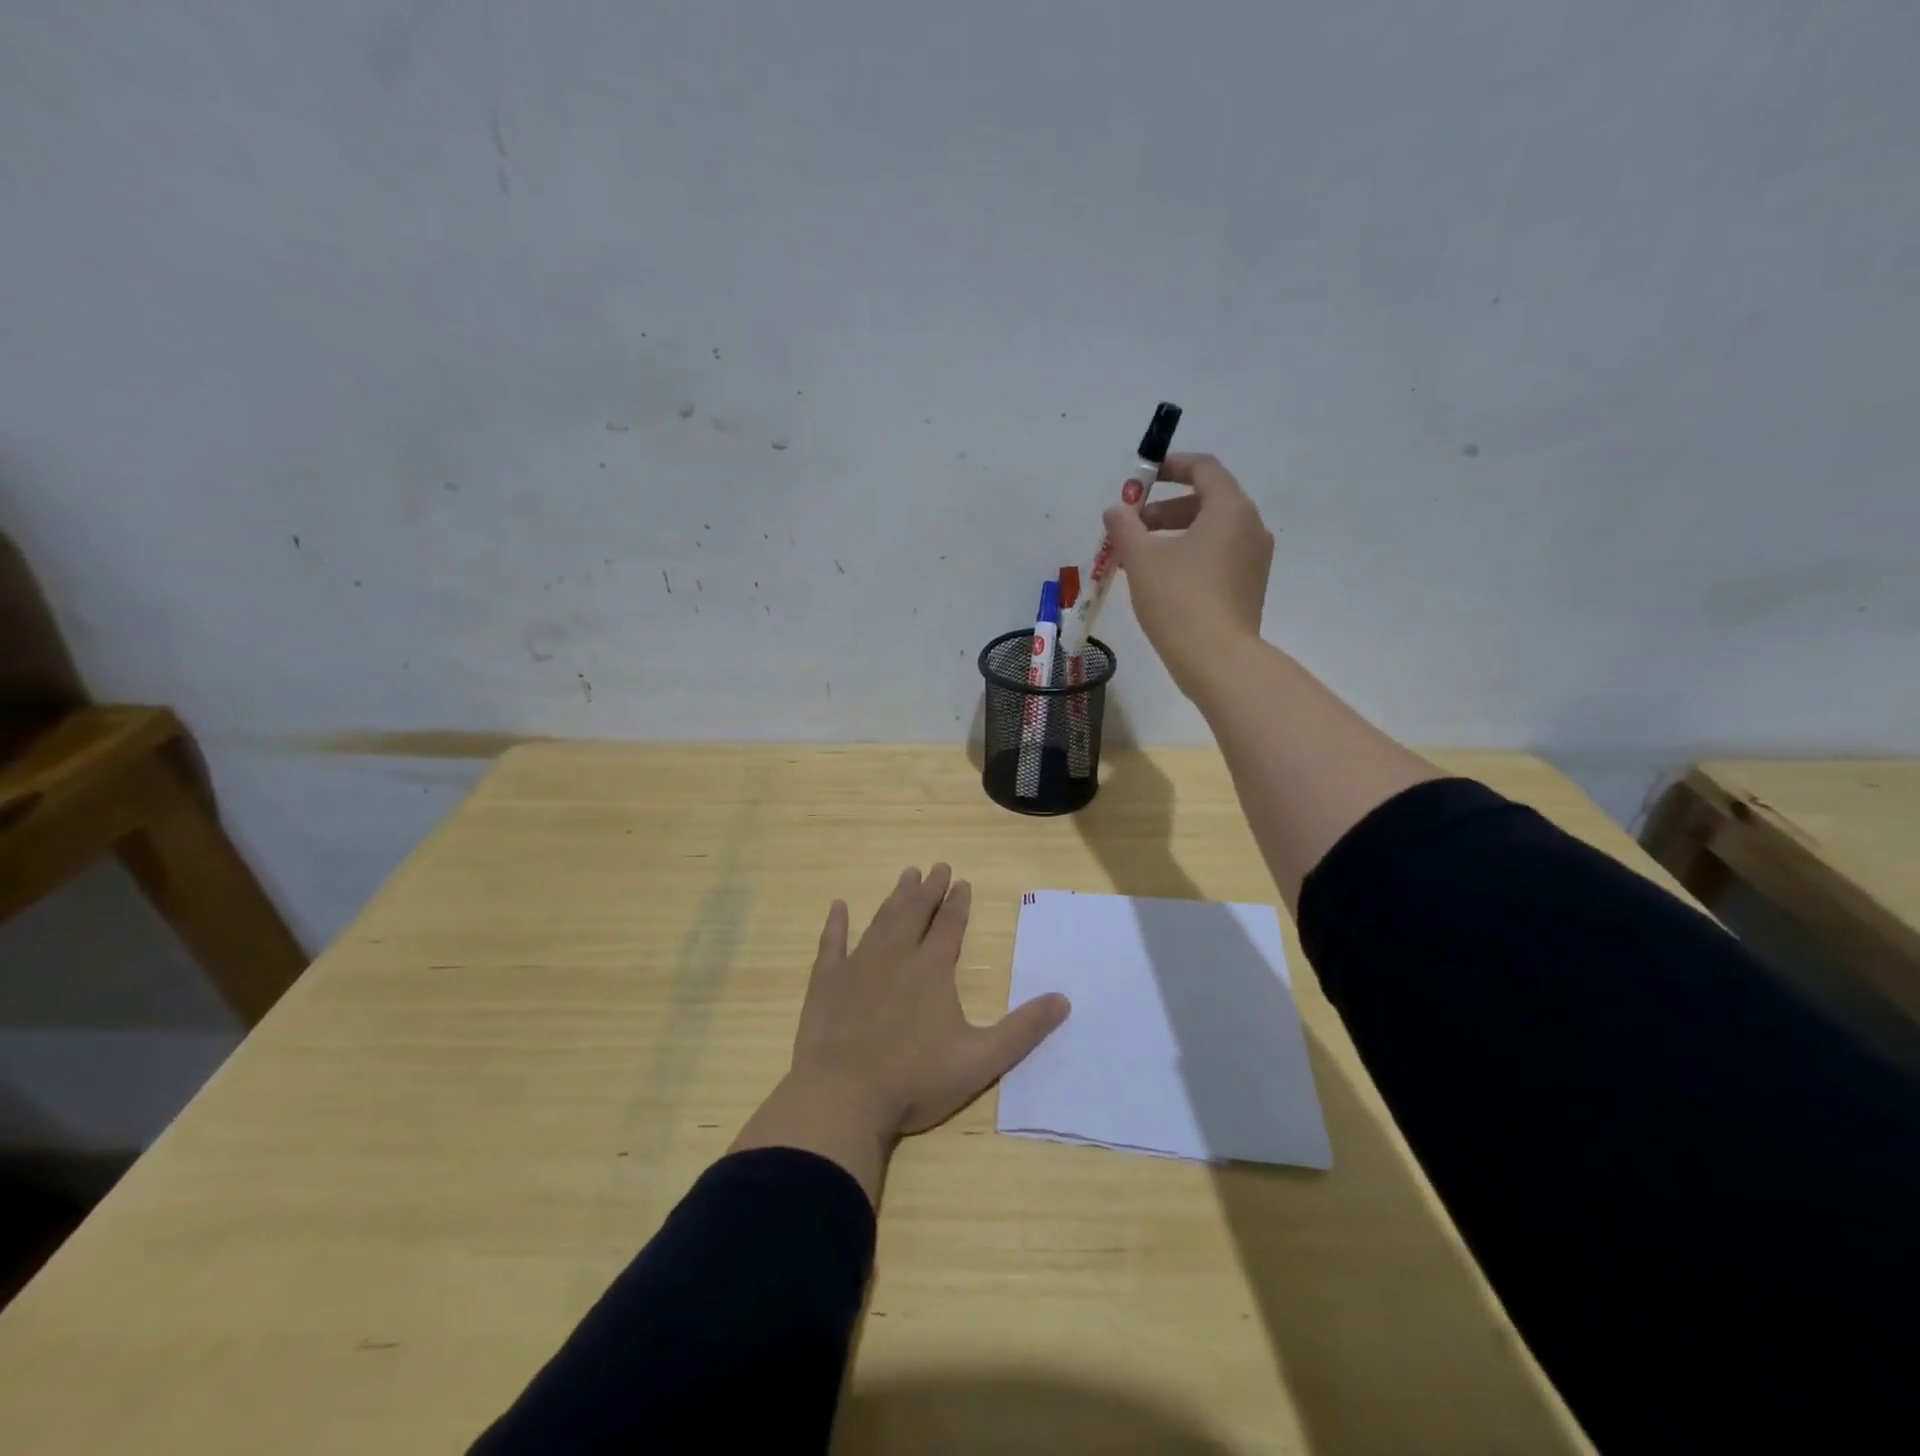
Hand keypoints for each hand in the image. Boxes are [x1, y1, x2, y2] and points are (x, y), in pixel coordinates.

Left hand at [790, 865, 1069, 1137]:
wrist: (842, 1097)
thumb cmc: (914, 1080)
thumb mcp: (980, 1060)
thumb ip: (1022, 1030)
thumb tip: (1064, 1000)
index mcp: (932, 970)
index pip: (949, 926)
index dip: (957, 903)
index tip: (962, 881)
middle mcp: (896, 957)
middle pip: (916, 913)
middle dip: (929, 889)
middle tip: (936, 866)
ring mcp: (857, 966)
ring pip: (881, 921)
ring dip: (895, 898)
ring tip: (906, 875)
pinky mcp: (826, 983)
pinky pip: (832, 944)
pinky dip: (835, 924)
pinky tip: (838, 907)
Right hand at [1103, 452, 1273, 697]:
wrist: (1216, 658)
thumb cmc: (1178, 598)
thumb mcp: (1141, 558)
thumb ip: (1125, 526)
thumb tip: (1116, 510)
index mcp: (1230, 509)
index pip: (1203, 468)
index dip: (1170, 466)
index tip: (1142, 478)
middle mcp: (1250, 527)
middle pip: (1206, 501)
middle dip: (1164, 509)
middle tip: (1132, 526)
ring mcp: (1254, 560)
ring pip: (1211, 532)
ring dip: (1174, 535)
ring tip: (1139, 558)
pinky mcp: (1249, 587)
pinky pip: (1218, 557)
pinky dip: (1189, 556)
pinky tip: (1161, 580)